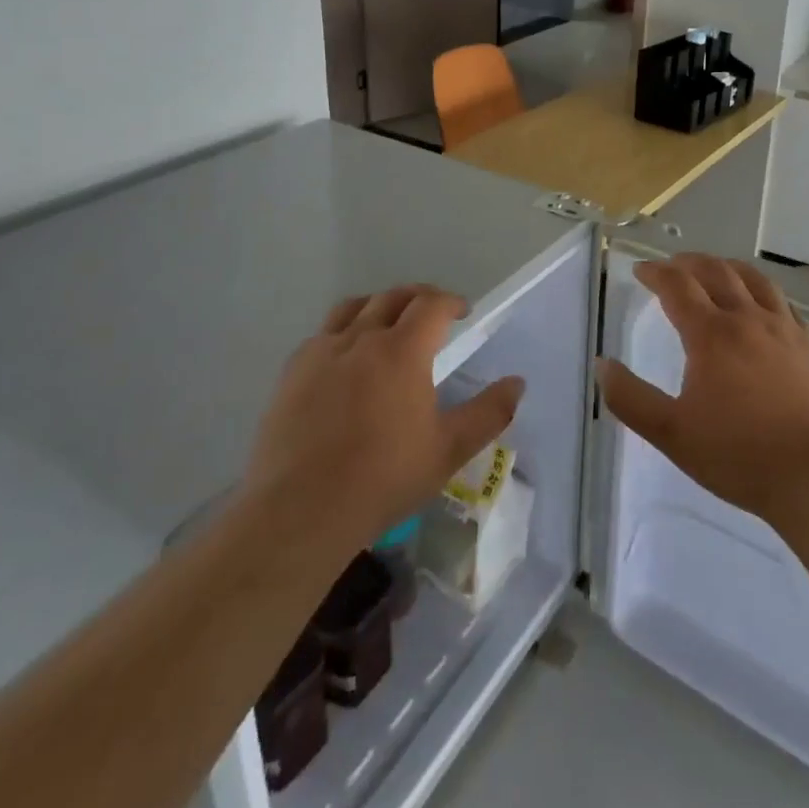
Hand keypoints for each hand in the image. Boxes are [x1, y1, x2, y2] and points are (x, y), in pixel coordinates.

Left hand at [247, 286, 524, 552]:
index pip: (431, 304)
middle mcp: (361, 338)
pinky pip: (321, 335)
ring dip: (378, 306)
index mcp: (402, 350)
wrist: (300, 510)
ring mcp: (321, 352)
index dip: (451, 302)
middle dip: (418, 297)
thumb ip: (488, 413)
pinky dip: (342, 332)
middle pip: (393, 297)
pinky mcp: (291, 372)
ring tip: (387, 323)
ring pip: (353, 307)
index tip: (462, 312)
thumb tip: (517, 383)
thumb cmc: (383, 478)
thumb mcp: (449, 450)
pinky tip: (344, 359)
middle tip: (431, 313)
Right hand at [597, 254, 808, 523]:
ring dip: (730, 267)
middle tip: (674, 265)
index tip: (641, 270)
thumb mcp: (672, 434)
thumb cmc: (740, 455)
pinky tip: (765, 305)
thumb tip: (603, 365)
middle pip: (717, 272)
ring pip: (756, 281)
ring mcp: (786, 331)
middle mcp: (749, 320)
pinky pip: (785, 304)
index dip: (656, 273)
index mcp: (711, 335)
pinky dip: (765, 293)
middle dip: (690, 263)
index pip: (678, 287)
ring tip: (718, 269)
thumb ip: (631, 399)